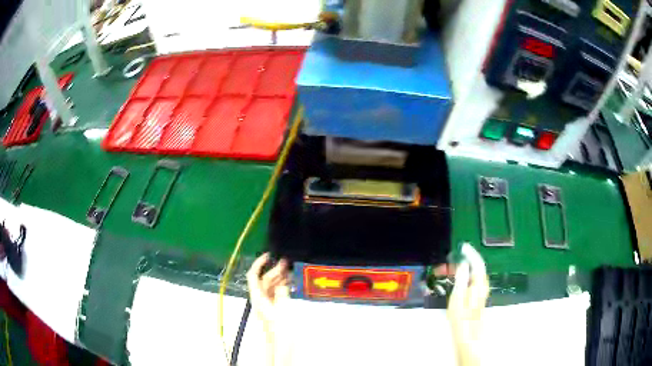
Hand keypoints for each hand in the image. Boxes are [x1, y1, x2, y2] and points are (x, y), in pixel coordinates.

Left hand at [246, 253, 291, 365]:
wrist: (280, 346)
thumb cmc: (280, 330)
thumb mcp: (282, 309)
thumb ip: (282, 293)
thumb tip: (282, 281)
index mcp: (258, 298)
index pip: (253, 276)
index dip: (259, 263)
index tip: (269, 255)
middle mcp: (260, 299)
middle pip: (264, 280)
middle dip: (274, 270)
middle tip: (287, 263)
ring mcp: (266, 305)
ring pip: (270, 287)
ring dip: (279, 278)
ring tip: (291, 271)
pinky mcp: (272, 309)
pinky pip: (276, 294)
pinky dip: (282, 287)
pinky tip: (290, 284)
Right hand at [447, 245, 488, 365]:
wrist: (468, 337)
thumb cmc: (461, 319)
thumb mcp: (457, 298)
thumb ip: (461, 279)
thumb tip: (463, 264)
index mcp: (479, 284)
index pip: (478, 263)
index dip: (471, 253)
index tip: (463, 246)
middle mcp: (483, 286)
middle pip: (477, 267)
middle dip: (467, 260)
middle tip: (454, 257)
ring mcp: (481, 292)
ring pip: (475, 274)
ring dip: (466, 267)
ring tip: (453, 266)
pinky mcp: (477, 298)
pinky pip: (473, 280)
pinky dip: (466, 275)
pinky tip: (458, 278)